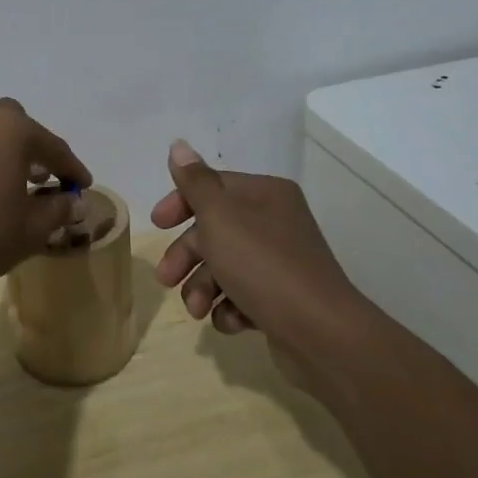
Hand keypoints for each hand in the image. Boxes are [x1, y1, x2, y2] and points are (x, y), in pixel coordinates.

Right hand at [152, 140, 350, 340]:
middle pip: (214, 230)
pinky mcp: (281, 298)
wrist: (320, 333)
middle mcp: (275, 222)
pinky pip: (242, 295)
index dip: (180, 203)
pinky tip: (231, 321)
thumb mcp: (220, 217)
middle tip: (166, 278)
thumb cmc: (262, 265)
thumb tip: (179, 144)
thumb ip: (195, 183)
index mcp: (264, 195)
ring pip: (224, 266)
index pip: (213, 186)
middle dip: (186, 256)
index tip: (157, 224)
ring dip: (202, 287)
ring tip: (197, 311)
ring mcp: (279, 262)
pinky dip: (229, 308)